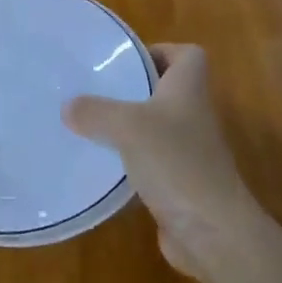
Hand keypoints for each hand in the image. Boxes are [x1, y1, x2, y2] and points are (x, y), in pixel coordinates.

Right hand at [63, 44, 262, 281]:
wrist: (213, 232)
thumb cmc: (177, 163)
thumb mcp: (128, 127)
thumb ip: (96, 112)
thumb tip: (68, 106)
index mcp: (188, 89)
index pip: (187, 55)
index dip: (160, 50)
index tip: (126, 60)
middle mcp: (192, 115)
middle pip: (165, 90)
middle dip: (131, 88)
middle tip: (94, 89)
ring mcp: (188, 152)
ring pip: (154, 128)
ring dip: (126, 127)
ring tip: (88, 125)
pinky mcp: (179, 184)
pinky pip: (149, 162)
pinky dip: (127, 162)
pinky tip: (99, 167)